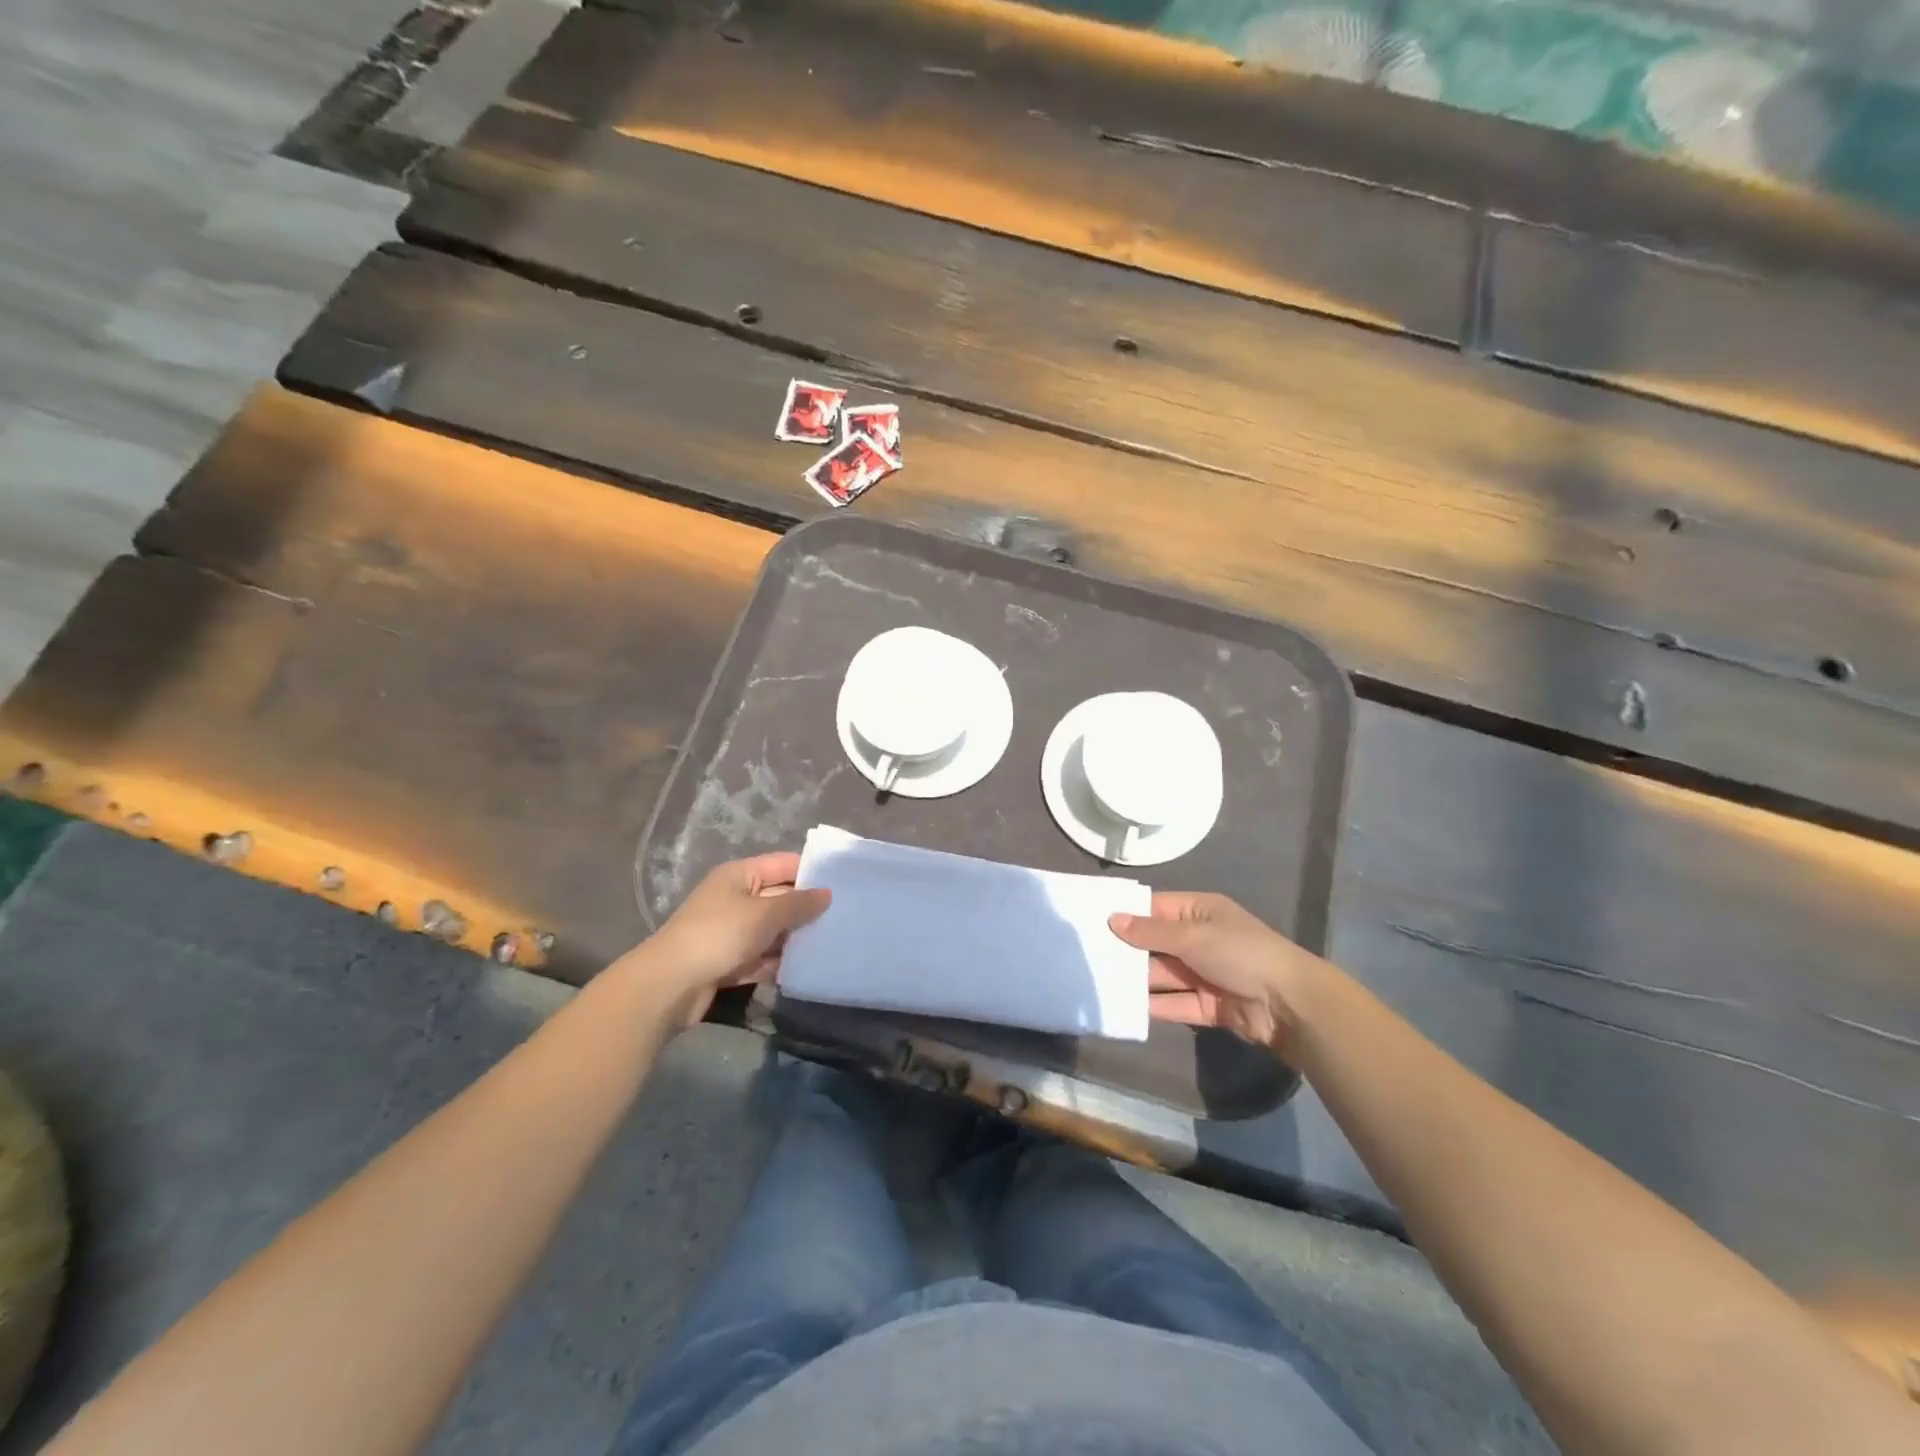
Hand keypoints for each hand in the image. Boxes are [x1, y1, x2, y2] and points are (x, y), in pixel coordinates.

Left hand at [629, 853, 830, 1026]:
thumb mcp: (765, 914)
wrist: (669, 985)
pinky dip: (777, 962)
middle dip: (806, 908)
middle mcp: (734, 898)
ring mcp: (729, 932)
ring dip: (793, 938)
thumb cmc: (719, 935)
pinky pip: (760, 957)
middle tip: (844, 916)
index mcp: (739, 876)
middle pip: (778, 897)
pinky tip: (803, 968)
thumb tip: (827, 893)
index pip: (782, 864)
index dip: (811, 871)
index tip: (843, 882)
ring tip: (830, 943)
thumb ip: (798, 904)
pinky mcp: (727, 962)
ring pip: (770, 930)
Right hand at [1109, 892, 1327, 1052]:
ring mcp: (1204, 974)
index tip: (1091, 920)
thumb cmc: (1240, 953)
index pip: (1156, 908)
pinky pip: (1175, 1003)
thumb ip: (1151, 931)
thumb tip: (1112, 919)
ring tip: (1098, 983)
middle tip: (1086, 955)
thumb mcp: (1192, 935)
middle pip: (1156, 943)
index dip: (1127, 914)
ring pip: (1163, 975)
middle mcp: (1200, 940)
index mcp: (1200, 912)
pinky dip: (1154, 1005)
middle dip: (1127, 950)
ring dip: (1137, 979)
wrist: (1288, 1004)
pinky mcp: (1208, 1005)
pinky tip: (1123, 1006)